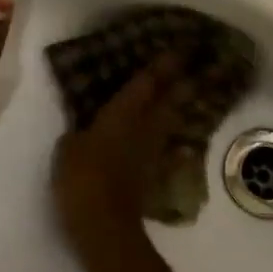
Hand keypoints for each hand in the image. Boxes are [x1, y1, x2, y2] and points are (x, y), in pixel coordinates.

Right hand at [52, 53, 184, 256]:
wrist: (104, 224)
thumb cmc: (82, 177)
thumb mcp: (68, 148)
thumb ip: (79, 132)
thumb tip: (85, 129)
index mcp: (123, 112)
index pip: (148, 81)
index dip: (164, 63)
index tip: (182, 47)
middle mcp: (144, 125)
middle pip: (171, 97)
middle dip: (185, 79)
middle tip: (203, 64)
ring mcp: (152, 150)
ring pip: (172, 120)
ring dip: (183, 105)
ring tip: (193, 93)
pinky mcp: (153, 173)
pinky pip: (169, 151)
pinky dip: (178, 146)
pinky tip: (185, 147)